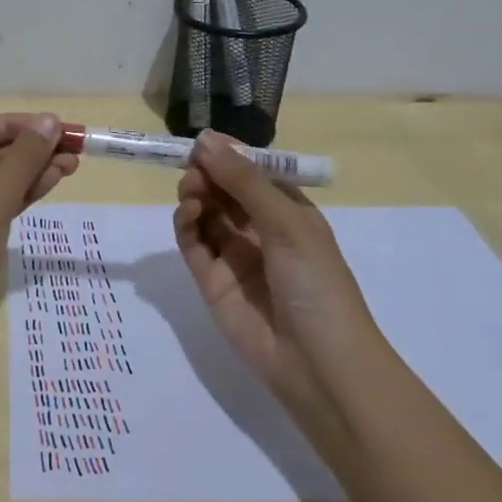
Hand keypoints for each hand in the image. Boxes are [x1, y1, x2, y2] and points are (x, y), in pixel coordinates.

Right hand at [173, 131, 382, 402]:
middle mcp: (260, 230)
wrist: (316, 362)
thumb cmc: (316, 283)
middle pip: (224, 192)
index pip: (253, 174)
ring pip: (205, 215)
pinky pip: (193, 244)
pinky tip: (187, 215)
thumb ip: (244, 181)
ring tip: (193, 195)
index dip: (228, 157)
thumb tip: (206, 139)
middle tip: (194, 174)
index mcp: (289, 212)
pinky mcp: (212, 282)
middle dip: (207, 176)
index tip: (202, 144)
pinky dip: (185, 226)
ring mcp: (235, 256)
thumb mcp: (287, 223)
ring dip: (196, 197)